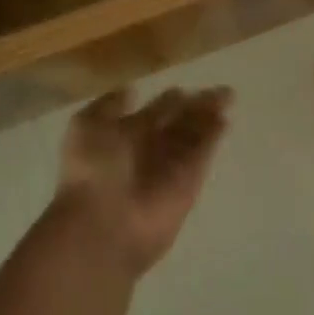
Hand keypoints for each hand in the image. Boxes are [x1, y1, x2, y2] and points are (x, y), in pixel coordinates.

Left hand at [55, 86, 232, 276]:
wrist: (102, 225)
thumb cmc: (90, 170)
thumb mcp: (86, 126)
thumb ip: (110, 106)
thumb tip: (131, 91)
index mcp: (124, 133)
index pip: (153, 112)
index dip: (168, 100)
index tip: (182, 88)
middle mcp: (150, 149)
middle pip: (178, 123)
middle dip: (195, 106)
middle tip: (219, 89)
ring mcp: (169, 166)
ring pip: (193, 135)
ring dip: (209, 116)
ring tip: (227, 96)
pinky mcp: (187, 184)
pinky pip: (203, 155)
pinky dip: (213, 138)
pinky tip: (224, 121)